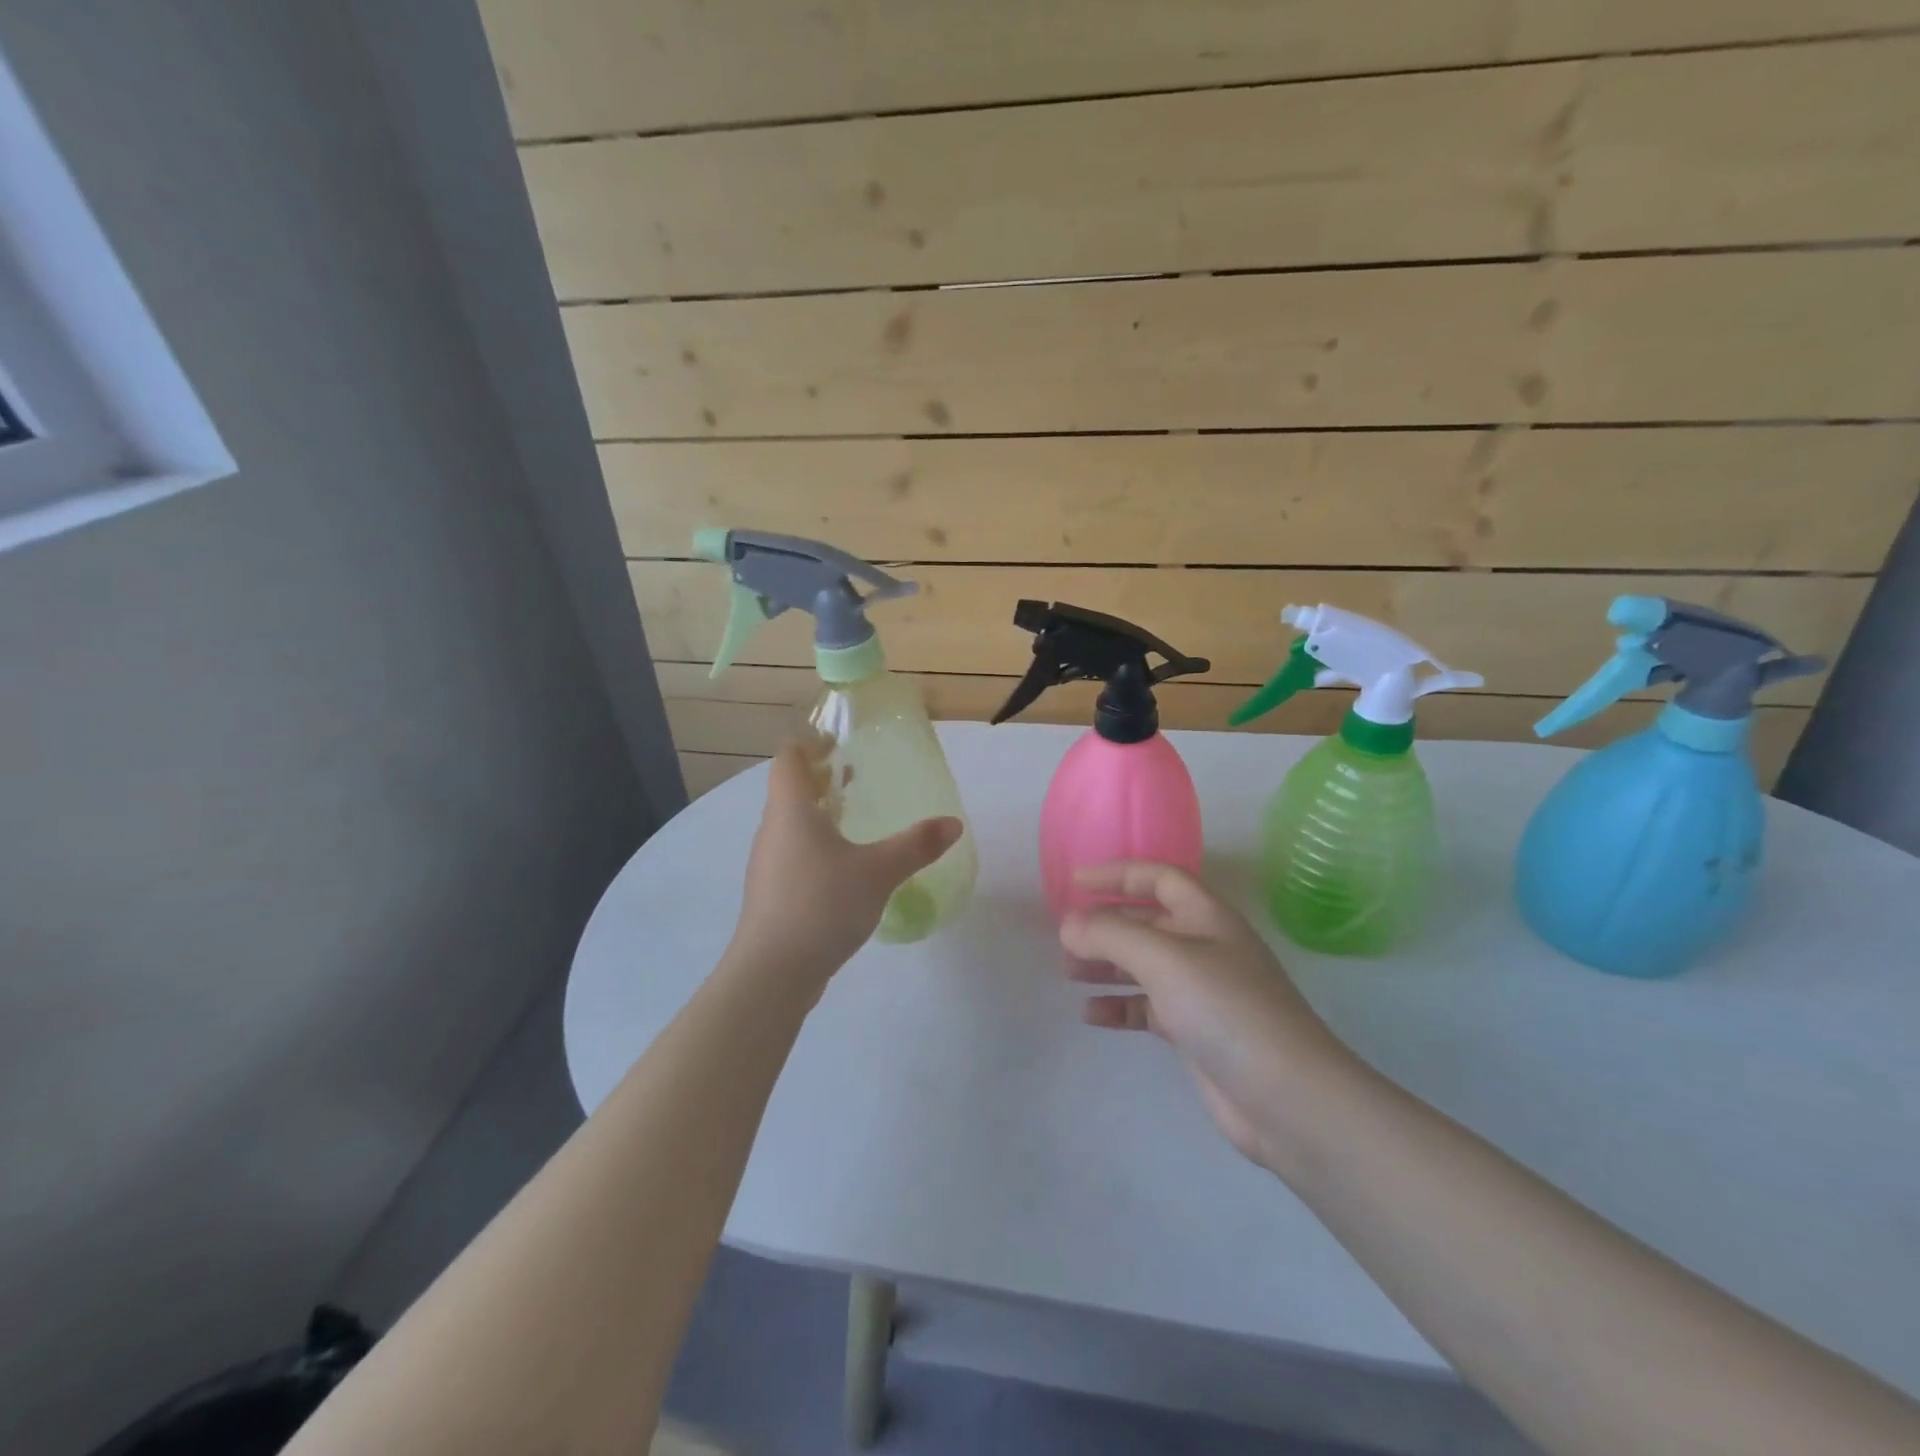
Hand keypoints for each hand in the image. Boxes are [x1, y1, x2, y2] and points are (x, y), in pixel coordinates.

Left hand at [731, 737, 962, 985]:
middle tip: (858, 776)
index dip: (809, 744)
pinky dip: (816, 846)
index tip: (838, 742)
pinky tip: (844, 867)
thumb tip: (954, 824)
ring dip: (819, 814)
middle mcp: (773, 830)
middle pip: (790, 790)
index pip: (789, 759)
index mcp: (791, 810)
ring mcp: (768, 864)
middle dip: (822, 779)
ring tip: (855, 818)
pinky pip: (793, 854)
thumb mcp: (878, 872)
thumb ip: (916, 845)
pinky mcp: (772, 894)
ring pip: (791, 825)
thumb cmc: (821, 904)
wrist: (773, 973)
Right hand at [1062, 862, 1357, 1167]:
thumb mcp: (1164, 959)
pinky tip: (1091, 1014)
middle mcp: (1205, 946)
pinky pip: (1147, 1007)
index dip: (1117, 875)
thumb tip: (1068, 925)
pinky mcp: (1196, 1032)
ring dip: (1106, 964)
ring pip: (1143, 965)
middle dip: (1104, 926)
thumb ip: (1111, 935)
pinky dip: (1119, 1006)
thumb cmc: (1226, 1008)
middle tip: (1064, 939)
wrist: (1287, 1097)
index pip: (1159, 877)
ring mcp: (1201, 991)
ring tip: (1069, 972)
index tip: (1075, 883)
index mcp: (1207, 916)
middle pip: (1147, 922)